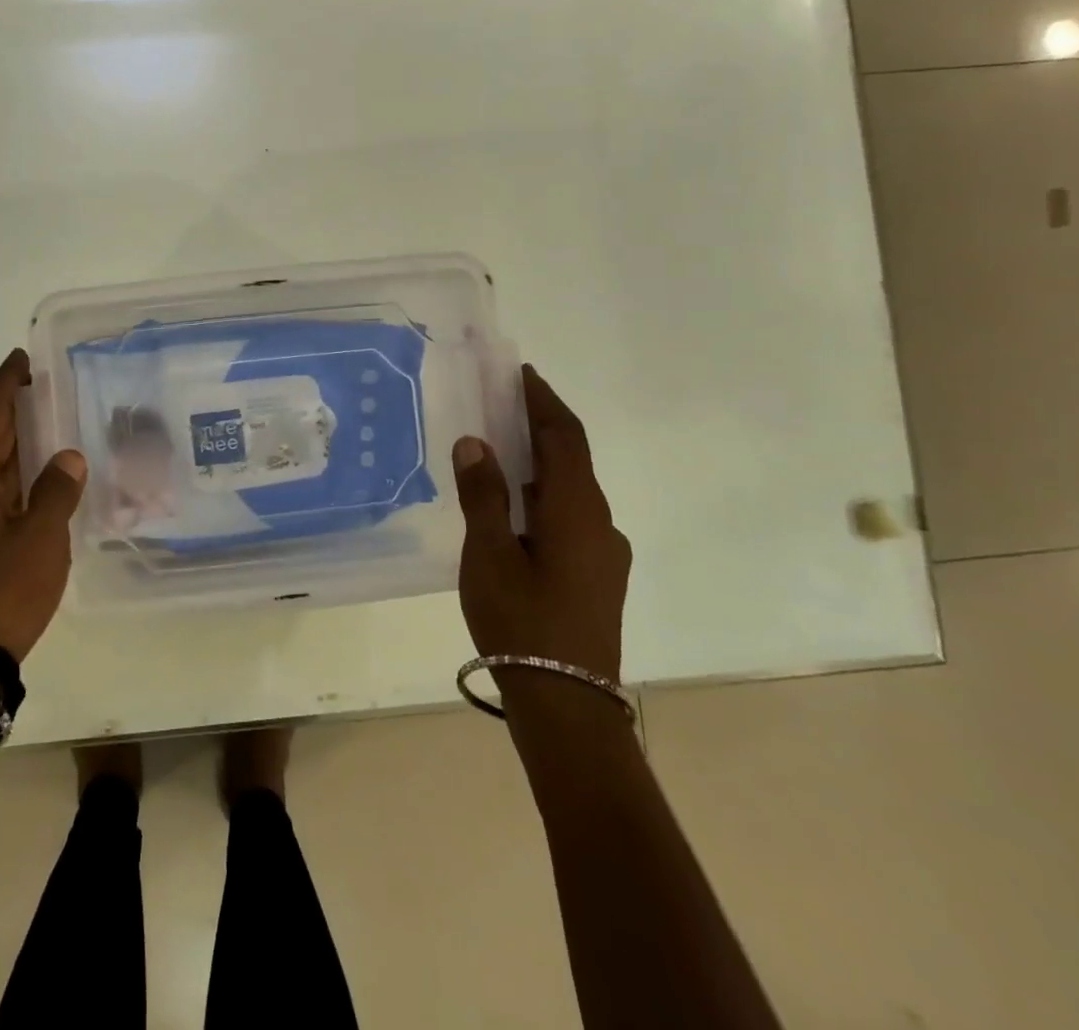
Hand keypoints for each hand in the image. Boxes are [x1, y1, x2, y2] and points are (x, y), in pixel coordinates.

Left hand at [0, 349, 87, 662]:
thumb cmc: (0, 590)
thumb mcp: (42, 537)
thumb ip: (56, 490)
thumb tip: (66, 457)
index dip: (6, 383)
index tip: (21, 359)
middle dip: (10, 417)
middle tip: (43, 396)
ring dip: (6, 454)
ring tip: (41, 439)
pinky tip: (23, 492)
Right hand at [452, 364, 630, 683]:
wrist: (567, 704)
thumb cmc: (521, 621)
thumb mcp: (488, 553)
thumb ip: (482, 494)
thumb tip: (475, 442)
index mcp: (577, 509)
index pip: (564, 436)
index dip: (542, 401)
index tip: (521, 373)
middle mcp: (600, 522)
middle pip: (572, 458)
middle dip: (540, 426)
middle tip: (502, 403)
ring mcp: (603, 552)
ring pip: (571, 490)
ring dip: (540, 462)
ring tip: (500, 449)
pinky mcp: (597, 575)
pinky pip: (570, 515)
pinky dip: (543, 493)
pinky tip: (514, 507)